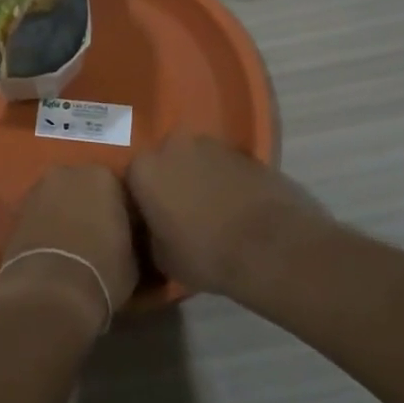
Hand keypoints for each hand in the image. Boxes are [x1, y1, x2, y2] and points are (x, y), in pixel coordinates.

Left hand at [0, 167, 138, 330]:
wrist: (50, 291)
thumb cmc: (103, 270)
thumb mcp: (134, 257)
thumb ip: (130, 235)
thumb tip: (127, 237)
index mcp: (102, 176)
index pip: (118, 189)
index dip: (121, 212)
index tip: (124, 233)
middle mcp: (67, 172)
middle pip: (83, 187)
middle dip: (89, 206)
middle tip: (97, 236)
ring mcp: (37, 189)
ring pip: (58, 198)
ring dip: (64, 213)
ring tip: (72, 245)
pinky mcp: (16, 210)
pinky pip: (39, 214)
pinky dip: (44, 225)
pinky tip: (52, 249)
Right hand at [126, 134, 331, 297]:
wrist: (271, 247)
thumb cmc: (205, 253)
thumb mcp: (162, 258)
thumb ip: (149, 235)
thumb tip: (152, 230)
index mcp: (144, 168)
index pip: (132, 180)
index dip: (141, 201)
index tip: (150, 221)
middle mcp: (173, 145)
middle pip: (165, 162)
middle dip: (171, 181)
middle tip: (180, 213)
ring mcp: (213, 144)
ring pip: (197, 160)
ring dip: (200, 178)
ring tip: (212, 211)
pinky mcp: (246, 152)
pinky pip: (226, 167)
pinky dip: (227, 181)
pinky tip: (237, 208)